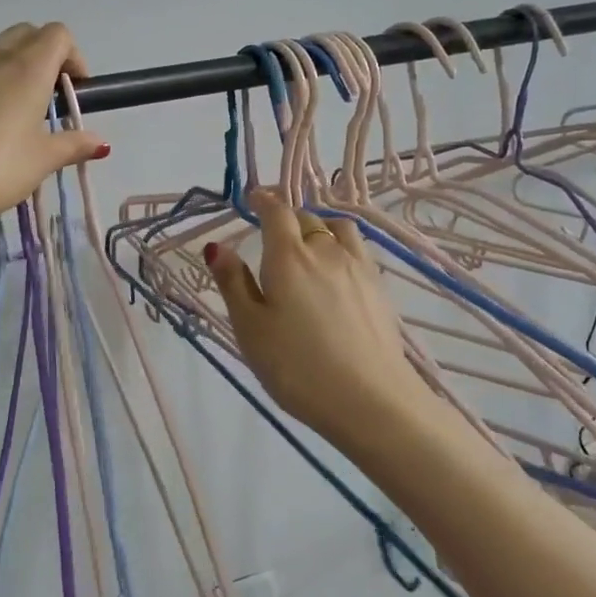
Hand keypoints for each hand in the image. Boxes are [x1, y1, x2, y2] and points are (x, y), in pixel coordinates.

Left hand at [0, 23, 106, 227]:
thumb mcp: (41, 162)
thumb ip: (72, 146)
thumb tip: (100, 142)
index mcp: (26, 70)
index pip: (58, 35)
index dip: (72, 56)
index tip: (72, 90)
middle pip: (23, 35)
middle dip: (40, 56)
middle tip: (42, 99)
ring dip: (3, 74)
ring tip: (1, 119)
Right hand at [207, 190, 443, 453]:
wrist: (369, 399)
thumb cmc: (296, 366)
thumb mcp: (250, 328)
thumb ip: (233, 283)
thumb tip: (217, 246)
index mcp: (288, 257)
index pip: (276, 212)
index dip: (264, 200)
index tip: (254, 197)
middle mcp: (325, 251)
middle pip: (307, 218)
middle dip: (287, 217)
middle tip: (273, 230)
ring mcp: (358, 268)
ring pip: (338, 229)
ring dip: (319, 226)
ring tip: (309, 242)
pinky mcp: (378, 288)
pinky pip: (357, 249)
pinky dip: (341, 245)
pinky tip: (336, 268)